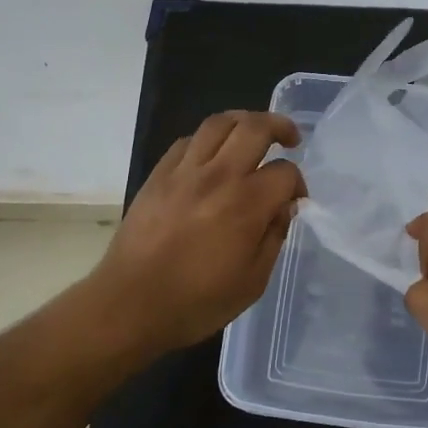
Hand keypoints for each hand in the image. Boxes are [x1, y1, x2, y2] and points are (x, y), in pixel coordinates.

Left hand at [92, 111, 305, 355]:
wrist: (129, 306)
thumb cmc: (196, 302)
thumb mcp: (252, 282)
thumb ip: (274, 237)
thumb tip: (284, 207)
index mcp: (246, 204)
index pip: (285, 172)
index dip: (297, 183)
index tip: (295, 200)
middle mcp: (218, 176)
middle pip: (255, 127)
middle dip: (280, 127)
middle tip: (290, 139)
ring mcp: (184, 171)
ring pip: (219, 122)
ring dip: (244, 121)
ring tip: (253, 133)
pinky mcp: (159, 175)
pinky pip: (188, 140)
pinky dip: (208, 139)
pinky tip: (213, 155)